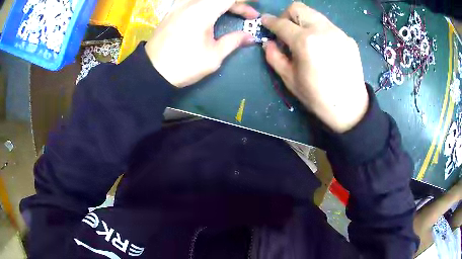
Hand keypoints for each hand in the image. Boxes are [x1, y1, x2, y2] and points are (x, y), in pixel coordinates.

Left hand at [145, 0, 258, 87]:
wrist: (153, 71)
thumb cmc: (184, 65)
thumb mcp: (213, 56)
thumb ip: (233, 41)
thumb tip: (250, 37)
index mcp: (203, 11)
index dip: (245, 2)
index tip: (256, 10)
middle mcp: (190, 3)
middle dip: (237, 4)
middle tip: (248, 16)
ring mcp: (179, 5)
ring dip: (222, 4)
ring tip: (231, 12)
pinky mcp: (172, 11)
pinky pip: (193, 1)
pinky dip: (207, 5)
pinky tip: (211, 12)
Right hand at [262, 3, 368, 132]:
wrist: (350, 108)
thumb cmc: (317, 97)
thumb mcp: (289, 79)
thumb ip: (274, 56)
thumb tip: (269, 42)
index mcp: (305, 41)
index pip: (281, 23)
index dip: (269, 21)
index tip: (265, 22)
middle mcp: (322, 30)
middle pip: (298, 8)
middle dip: (287, 16)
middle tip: (286, 31)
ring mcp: (338, 32)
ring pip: (314, 15)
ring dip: (304, 22)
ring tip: (305, 40)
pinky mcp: (348, 38)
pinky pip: (328, 26)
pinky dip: (319, 31)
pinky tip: (322, 48)